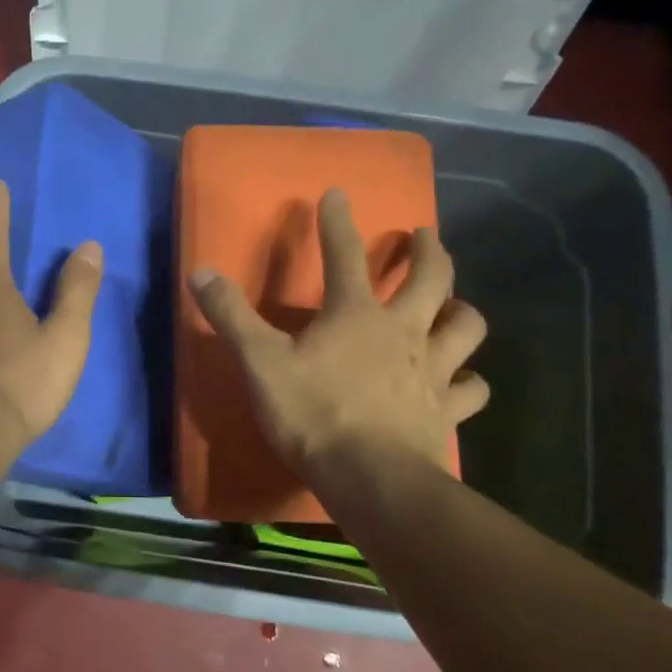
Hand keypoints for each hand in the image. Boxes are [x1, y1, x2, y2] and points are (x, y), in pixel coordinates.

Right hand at [189, 189, 488, 481]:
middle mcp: (403, 330)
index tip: (337, 194)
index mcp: (355, 314)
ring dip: (461, 310)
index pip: (344, 254)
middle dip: (428, 250)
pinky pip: (471, 389)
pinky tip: (464, 381)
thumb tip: (200, 271)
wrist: (370, 477)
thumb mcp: (260, 362)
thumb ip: (231, 316)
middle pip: (431, 278)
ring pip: (465, 327)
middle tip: (424, 235)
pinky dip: (470, 381)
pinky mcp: (447, 410)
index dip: (337, 222)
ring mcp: (432, 369)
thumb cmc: (313, 413)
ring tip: (455, 305)